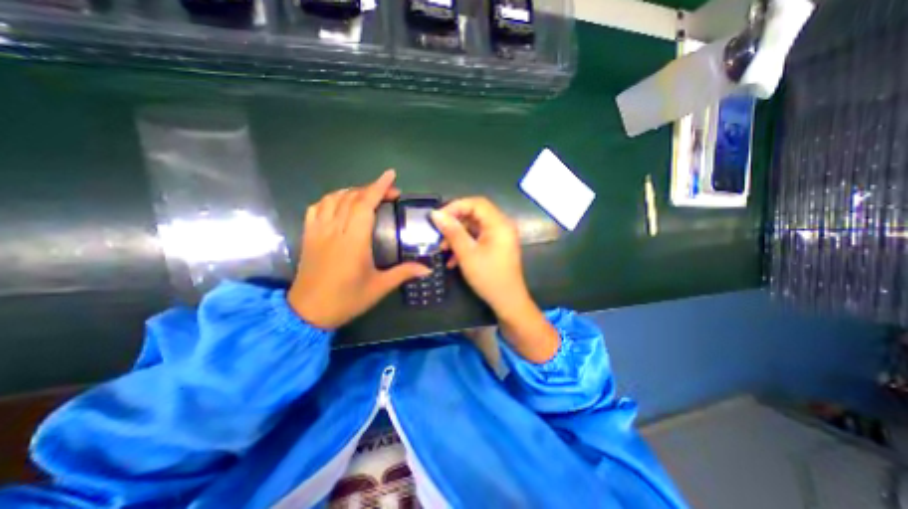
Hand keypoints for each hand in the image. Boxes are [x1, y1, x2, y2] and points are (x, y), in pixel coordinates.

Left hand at [291, 170, 432, 328]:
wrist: (308, 312)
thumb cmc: (346, 299)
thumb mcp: (379, 287)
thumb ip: (404, 273)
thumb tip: (428, 268)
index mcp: (353, 241)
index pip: (365, 205)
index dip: (378, 187)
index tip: (390, 175)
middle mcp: (334, 230)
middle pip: (351, 198)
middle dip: (372, 189)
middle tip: (390, 192)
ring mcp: (318, 231)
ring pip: (333, 199)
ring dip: (352, 191)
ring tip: (367, 195)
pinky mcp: (308, 235)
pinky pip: (317, 208)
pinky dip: (331, 199)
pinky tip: (340, 203)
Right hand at [430, 198, 556, 361]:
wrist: (508, 302)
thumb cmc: (488, 277)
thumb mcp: (467, 254)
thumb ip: (452, 232)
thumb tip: (435, 214)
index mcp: (499, 223)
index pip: (476, 203)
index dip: (455, 206)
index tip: (438, 218)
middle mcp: (501, 226)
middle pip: (474, 214)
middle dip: (454, 223)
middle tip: (438, 234)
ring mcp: (499, 237)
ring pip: (474, 228)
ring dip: (457, 236)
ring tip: (442, 249)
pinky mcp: (496, 246)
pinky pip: (478, 239)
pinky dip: (465, 245)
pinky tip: (453, 259)